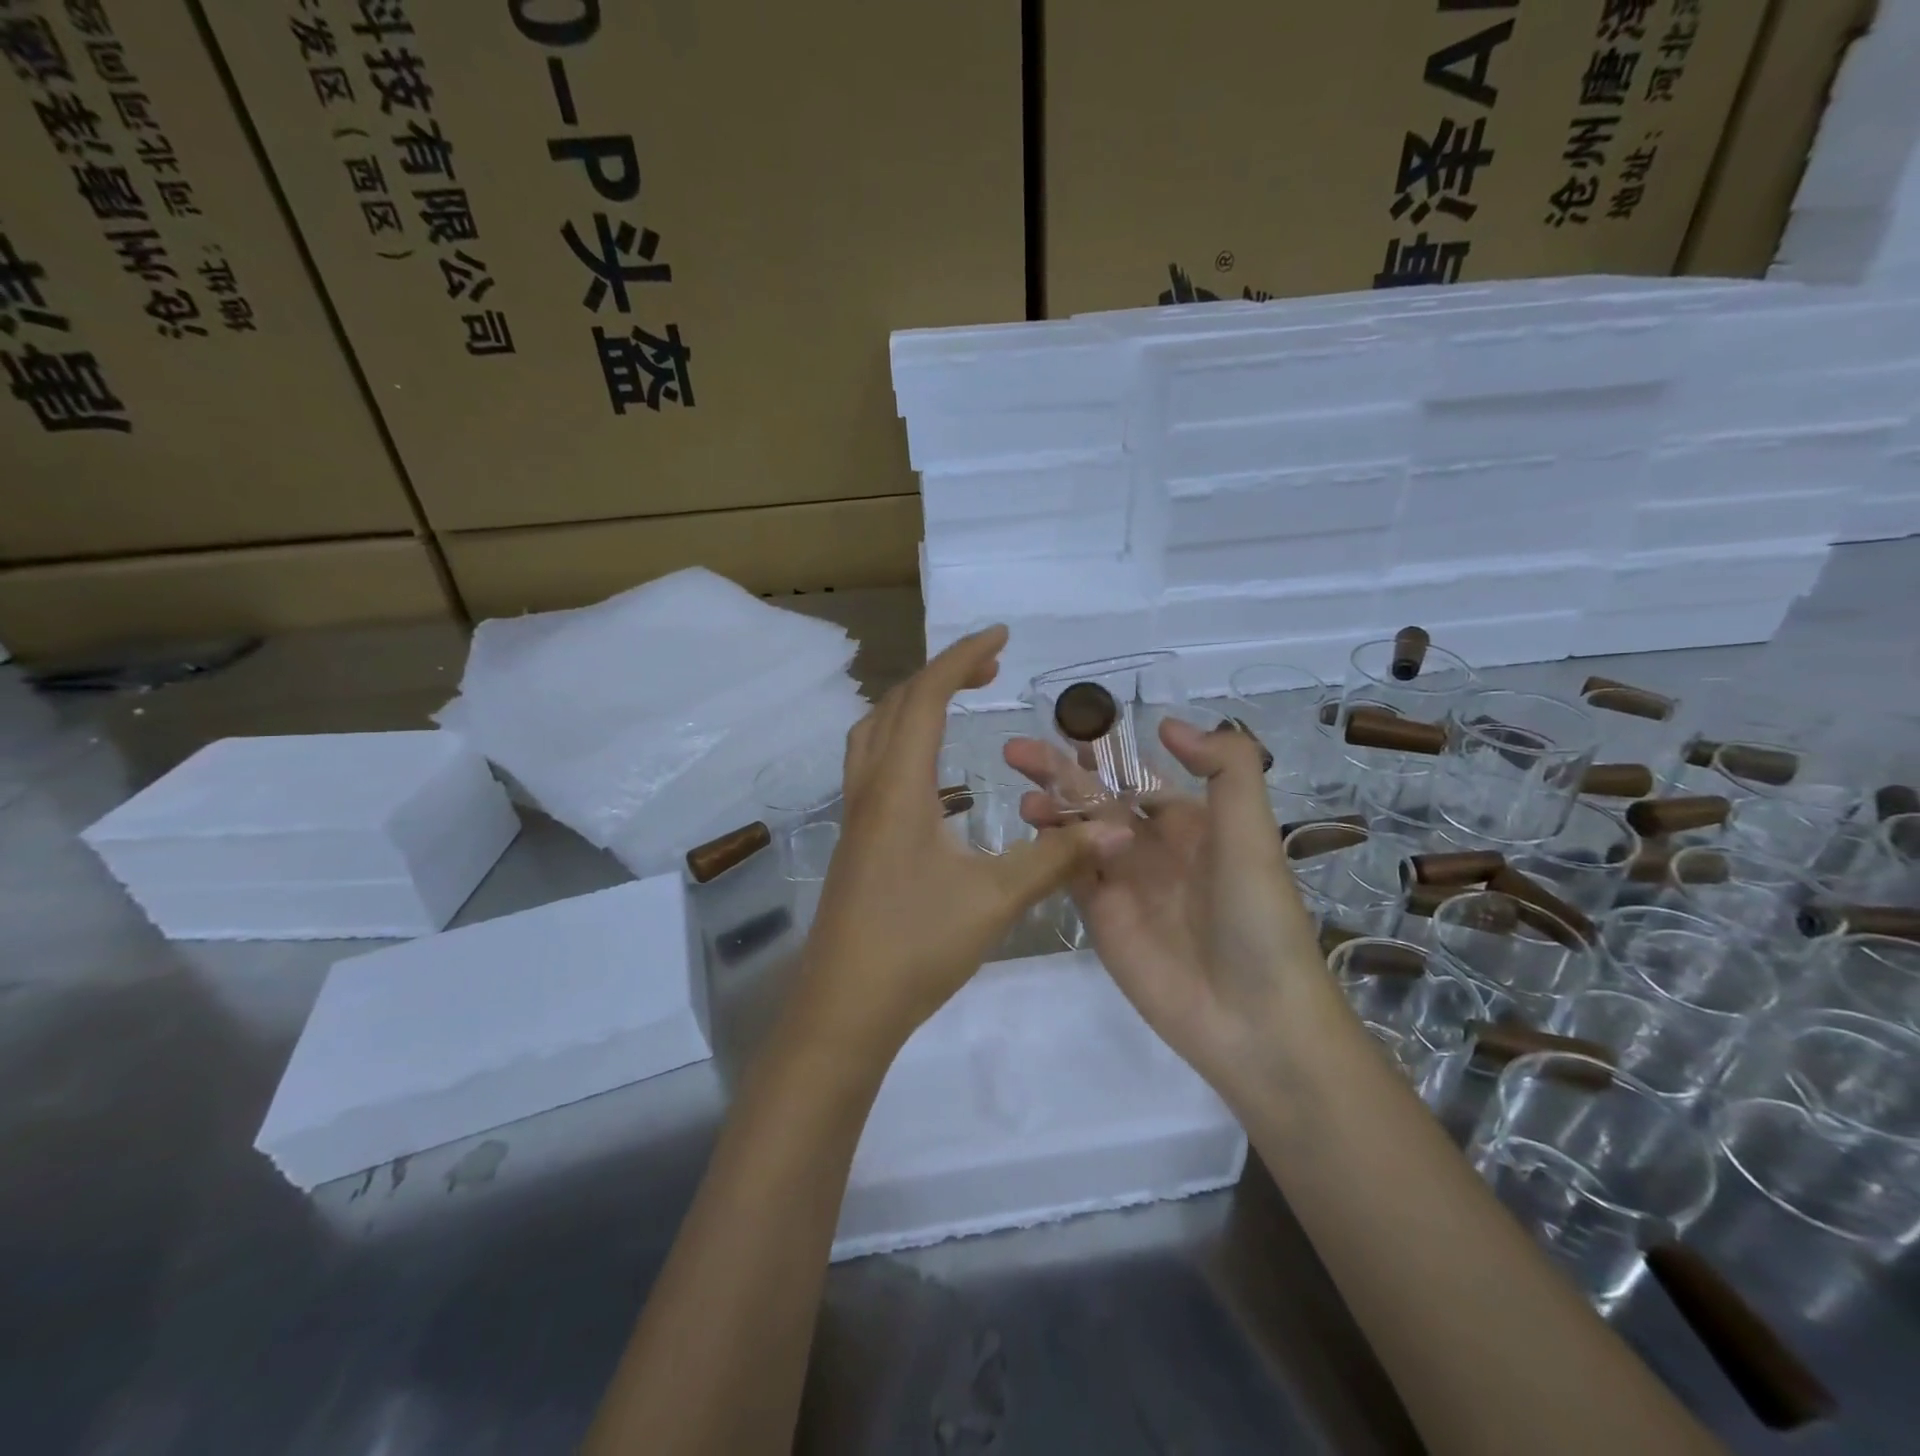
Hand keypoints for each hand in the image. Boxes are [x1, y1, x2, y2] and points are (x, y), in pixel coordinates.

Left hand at [787, 626, 1131, 1065]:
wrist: (843, 1009)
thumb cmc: (914, 946)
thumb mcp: (994, 899)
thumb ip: (1054, 859)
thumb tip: (1117, 830)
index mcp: (899, 788)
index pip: (926, 698)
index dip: (962, 658)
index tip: (1000, 636)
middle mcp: (869, 790)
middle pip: (893, 706)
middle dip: (940, 675)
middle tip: (987, 669)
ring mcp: (855, 818)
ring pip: (873, 735)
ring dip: (911, 705)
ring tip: (954, 705)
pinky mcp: (855, 843)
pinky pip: (872, 767)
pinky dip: (901, 743)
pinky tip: (933, 778)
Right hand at [1007, 717, 1329, 1092]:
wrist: (1251, 1017)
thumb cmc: (1256, 915)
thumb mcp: (1252, 832)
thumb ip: (1225, 769)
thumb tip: (1166, 724)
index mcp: (1190, 821)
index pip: (1137, 776)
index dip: (1104, 752)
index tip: (1068, 729)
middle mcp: (1152, 846)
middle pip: (1097, 798)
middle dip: (1060, 773)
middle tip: (1018, 751)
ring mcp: (1123, 882)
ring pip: (1076, 832)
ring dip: (1050, 809)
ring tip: (1023, 794)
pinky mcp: (1101, 916)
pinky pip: (1069, 872)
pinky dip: (1048, 849)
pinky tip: (1030, 830)